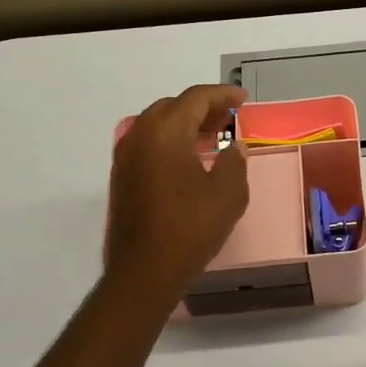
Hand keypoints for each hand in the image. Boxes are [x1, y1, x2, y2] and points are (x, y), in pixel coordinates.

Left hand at [107, 84, 249, 297]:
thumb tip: (233, 148)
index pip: (195, 98)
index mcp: (165, 132)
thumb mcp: (228, 194)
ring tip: (212, 138)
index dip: (222, 95)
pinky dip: (171, 142)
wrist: (145, 271)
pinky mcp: (122, 178)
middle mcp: (140, 136)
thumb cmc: (191, 227)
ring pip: (157, 125)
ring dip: (185, 125)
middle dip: (202, 108)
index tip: (242, 100)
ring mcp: (126, 158)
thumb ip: (234, 162)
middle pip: (172, 107)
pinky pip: (148, 145)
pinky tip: (190, 160)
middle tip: (228, 119)